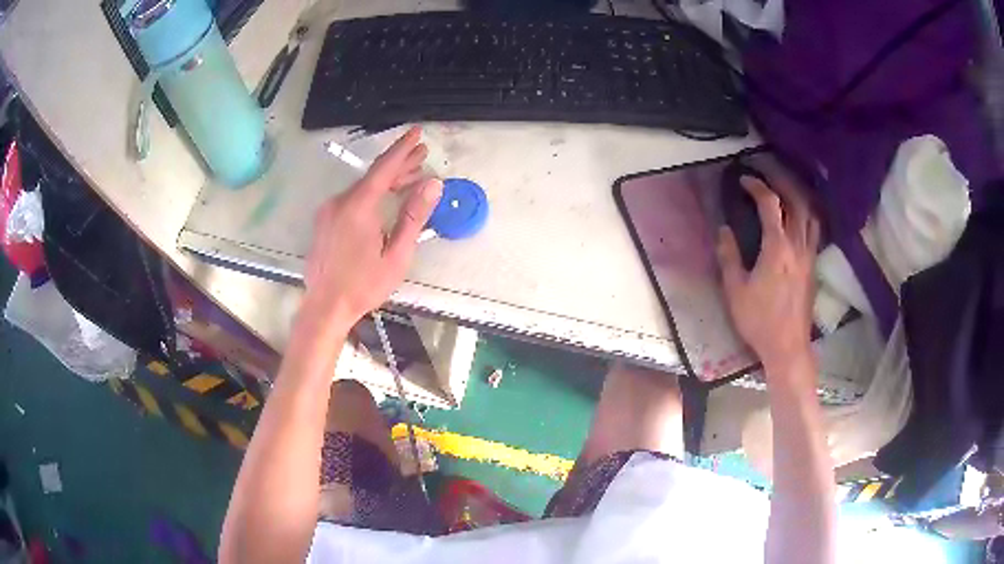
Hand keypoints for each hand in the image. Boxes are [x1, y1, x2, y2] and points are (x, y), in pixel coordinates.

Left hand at [304, 127, 442, 326]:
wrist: (325, 306)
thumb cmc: (364, 285)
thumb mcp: (396, 254)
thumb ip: (414, 216)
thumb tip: (433, 185)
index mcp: (358, 206)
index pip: (384, 168)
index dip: (403, 148)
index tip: (418, 132)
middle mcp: (340, 201)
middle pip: (373, 175)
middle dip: (399, 164)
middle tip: (422, 154)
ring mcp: (329, 211)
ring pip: (362, 187)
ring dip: (386, 181)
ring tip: (411, 176)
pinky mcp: (325, 221)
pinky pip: (352, 199)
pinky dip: (372, 194)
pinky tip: (385, 199)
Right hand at [716, 171, 819, 373]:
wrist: (788, 347)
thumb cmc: (759, 321)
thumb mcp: (735, 291)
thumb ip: (729, 257)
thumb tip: (724, 230)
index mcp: (777, 248)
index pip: (770, 205)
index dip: (757, 186)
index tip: (743, 180)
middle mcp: (797, 246)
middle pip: (796, 202)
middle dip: (781, 182)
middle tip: (767, 175)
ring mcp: (809, 255)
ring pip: (810, 215)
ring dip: (798, 196)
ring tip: (785, 190)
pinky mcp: (813, 267)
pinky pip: (815, 231)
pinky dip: (807, 215)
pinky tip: (798, 218)